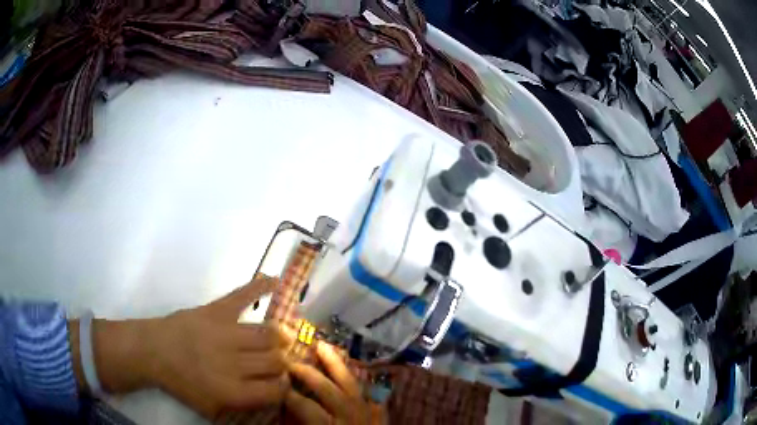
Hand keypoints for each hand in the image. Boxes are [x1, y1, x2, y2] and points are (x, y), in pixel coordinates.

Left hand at [79, 277, 290, 418]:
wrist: (153, 351)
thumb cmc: (181, 383)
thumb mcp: (211, 409)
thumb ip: (242, 408)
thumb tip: (269, 399)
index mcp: (233, 391)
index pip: (276, 389)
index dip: (284, 386)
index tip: (281, 383)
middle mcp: (234, 363)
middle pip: (276, 361)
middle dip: (283, 363)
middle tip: (280, 361)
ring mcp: (226, 333)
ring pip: (269, 334)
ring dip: (280, 336)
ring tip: (282, 338)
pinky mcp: (215, 310)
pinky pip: (242, 296)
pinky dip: (260, 287)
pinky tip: (276, 281)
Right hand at [283, 340, 385, 423]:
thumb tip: (285, 412)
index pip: (304, 406)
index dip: (287, 394)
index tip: (275, 384)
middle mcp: (350, 415)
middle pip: (327, 388)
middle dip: (307, 373)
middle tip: (291, 360)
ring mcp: (369, 411)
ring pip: (351, 382)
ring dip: (336, 363)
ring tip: (323, 344)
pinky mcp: (381, 411)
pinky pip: (371, 388)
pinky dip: (361, 375)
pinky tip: (353, 363)